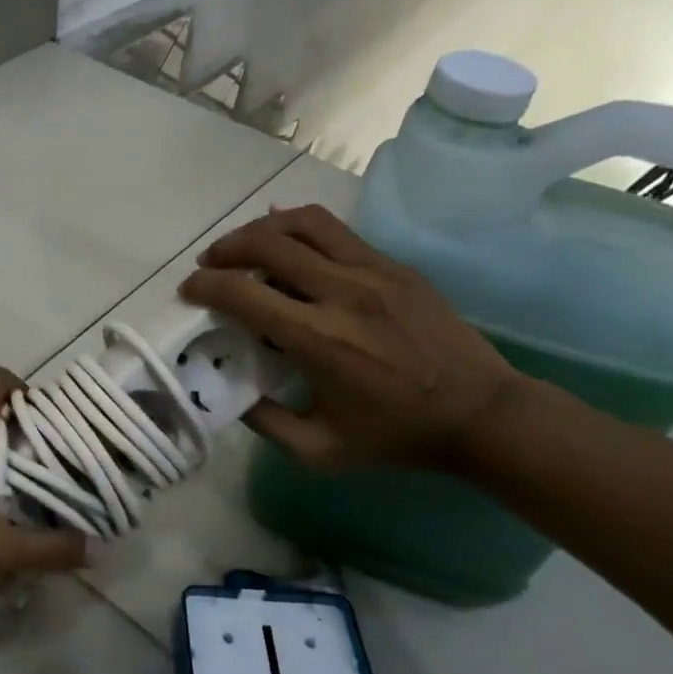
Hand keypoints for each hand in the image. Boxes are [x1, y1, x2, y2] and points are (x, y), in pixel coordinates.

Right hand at [180, 204, 524, 471]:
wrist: (483, 415)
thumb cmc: (397, 437)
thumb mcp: (320, 450)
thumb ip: (266, 422)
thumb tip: (231, 392)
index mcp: (319, 340)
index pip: (243, 293)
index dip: (205, 286)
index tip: (189, 290)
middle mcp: (342, 293)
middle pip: (268, 244)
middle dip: (225, 249)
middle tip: (209, 264)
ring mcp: (374, 272)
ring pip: (304, 223)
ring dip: (262, 228)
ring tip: (245, 245)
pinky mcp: (395, 266)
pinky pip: (337, 231)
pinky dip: (300, 229)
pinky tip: (288, 243)